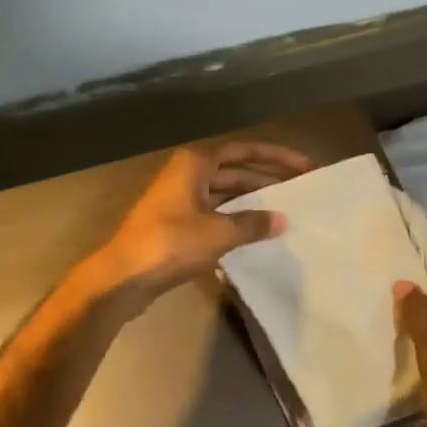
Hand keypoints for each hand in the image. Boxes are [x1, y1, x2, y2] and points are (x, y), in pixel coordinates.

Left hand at [89, 141, 311, 304]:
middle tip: (298, 188)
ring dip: (250, 199)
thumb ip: (252, 223)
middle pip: (234, 170)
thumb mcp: (218, 232)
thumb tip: (282, 220)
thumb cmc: (171, 243)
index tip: (303, 165)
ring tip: (282, 210)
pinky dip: (234, 217)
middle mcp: (187, 174)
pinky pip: (213, 212)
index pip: (244, 150)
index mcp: (195, 163)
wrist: (123, 276)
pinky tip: (254, 231)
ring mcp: (178, 199)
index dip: (275, 156)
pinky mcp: (175, 224)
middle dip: (266, 178)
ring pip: (223, 192)